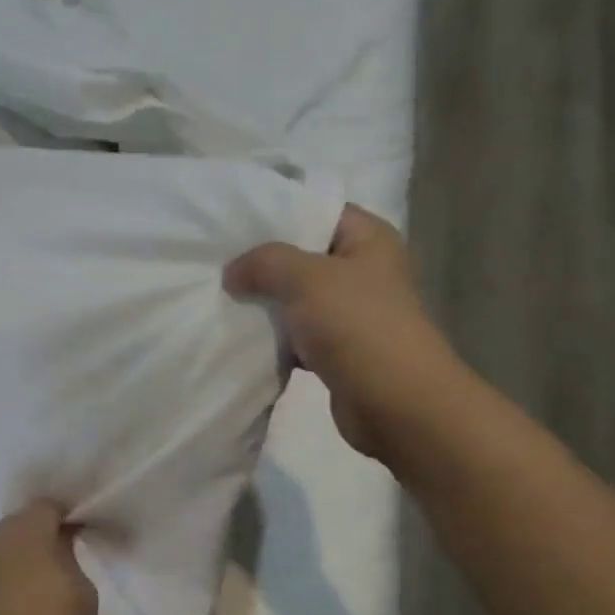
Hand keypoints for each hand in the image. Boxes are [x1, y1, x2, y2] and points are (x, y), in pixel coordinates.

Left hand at [0, 501, 97, 614]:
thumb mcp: (83, 594)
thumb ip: (68, 557)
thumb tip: (57, 543)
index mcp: (27, 539)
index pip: (44, 507)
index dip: (63, 514)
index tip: (79, 530)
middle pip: (16, 524)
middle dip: (38, 531)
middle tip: (60, 555)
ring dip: (17, 557)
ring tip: (36, 585)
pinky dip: (1, 581)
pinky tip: (14, 609)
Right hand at [225, 205, 456, 464]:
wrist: (394, 403)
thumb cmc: (357, 326)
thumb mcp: (306, 278)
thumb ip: (265, 263)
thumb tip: (233, 271)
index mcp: (369, 240)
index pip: (319, 210)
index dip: (278, 213)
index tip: (234, 225)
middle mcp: (364, 271)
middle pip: (305, 257)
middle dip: (264, 264)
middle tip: (220, 265)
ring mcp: (353, 314)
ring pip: (299, 300)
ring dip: (267, 305)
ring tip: (223, 299)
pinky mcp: (340, 351)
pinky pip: (300, 336)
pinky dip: (277, 339)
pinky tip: (244, 339)